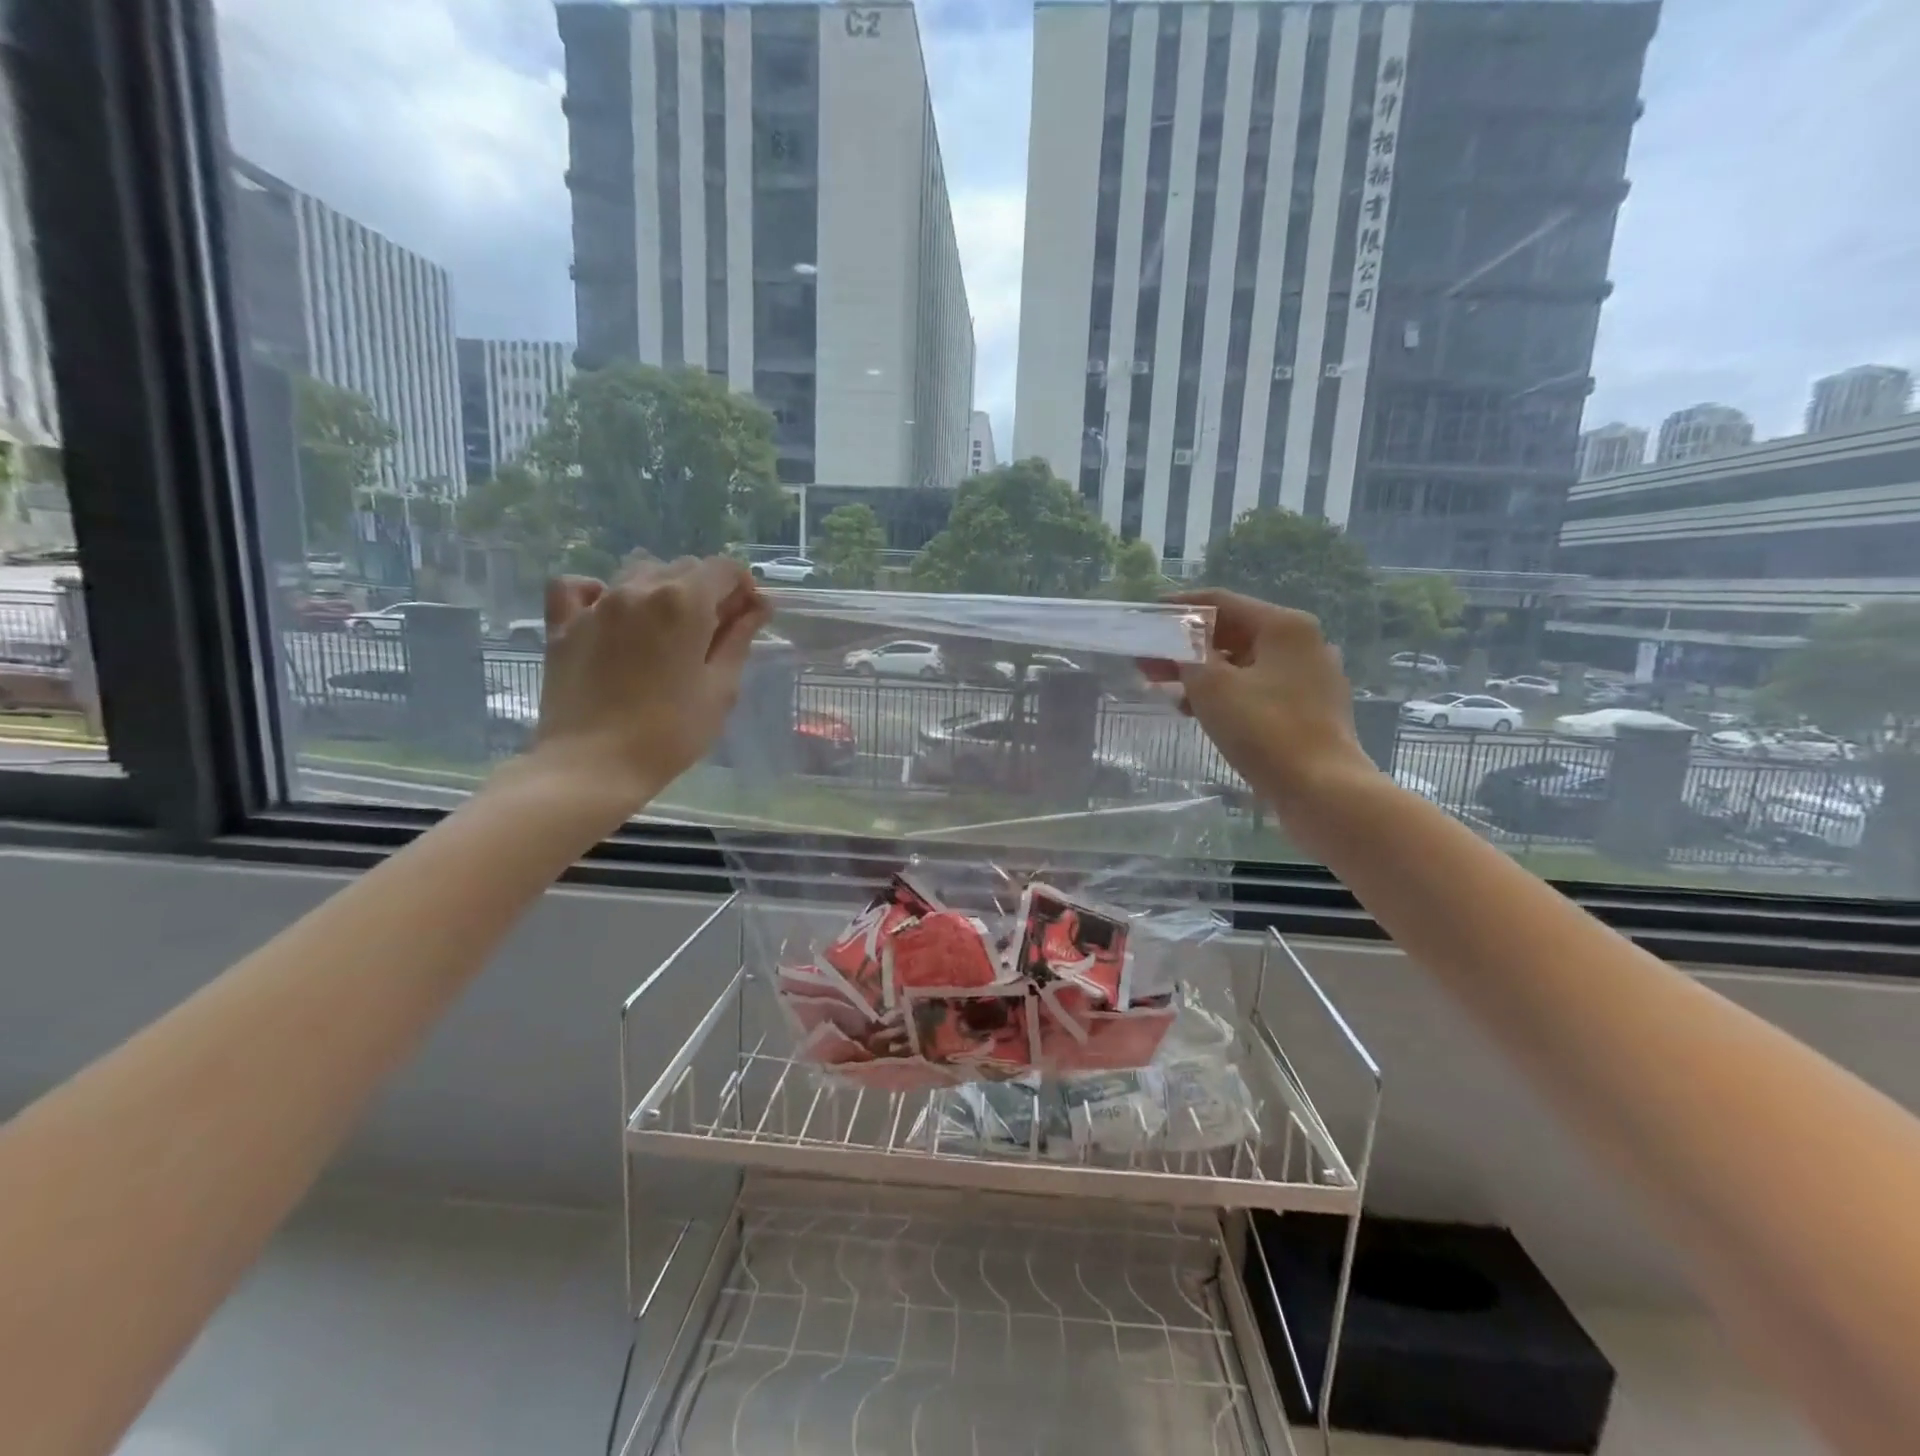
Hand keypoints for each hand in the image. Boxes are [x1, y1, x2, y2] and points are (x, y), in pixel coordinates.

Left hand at [526, 557, 769, 813]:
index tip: (748, 618)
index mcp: (684, 603)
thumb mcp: (721, 688)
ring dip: (662, 589)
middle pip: (684, 567)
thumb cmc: (670, 733)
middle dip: (707, 591)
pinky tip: (610, 615)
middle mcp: (639, 589)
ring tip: (667, 629)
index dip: (743, 588)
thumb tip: (758, 606)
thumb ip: (739, 639)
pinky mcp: (563, 624)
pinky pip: (578, 587)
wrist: (593, 766)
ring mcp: (596, 604)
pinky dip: (598, 592)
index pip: (724, 569)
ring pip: (638, 572)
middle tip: (714, 633)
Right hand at [1146, 589, 1379, 818]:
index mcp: (1284, 626)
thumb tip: (1179, 639)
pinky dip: (1226, 694)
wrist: (1321, 789)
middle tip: (1148, 661)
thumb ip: (1188, 654)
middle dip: (1187, 647)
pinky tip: (1197, 711)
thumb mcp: (1212, 686)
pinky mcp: (1309, 710)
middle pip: (1233, 634)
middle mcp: (1303, 644)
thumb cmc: (1264, 729)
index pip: (1222, 602)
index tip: (1148, 616)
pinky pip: (1258, 690)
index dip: (1180, 608)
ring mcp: (1310, 678)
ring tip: (1165, 689)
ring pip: (1244, 665)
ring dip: (1202, 674)